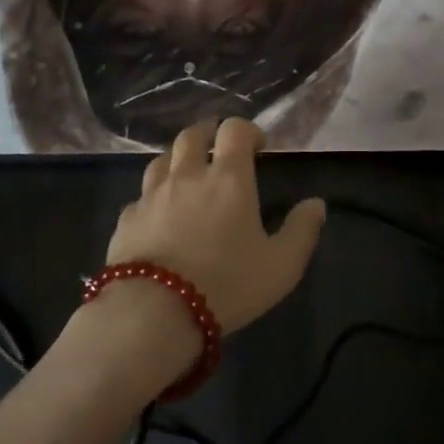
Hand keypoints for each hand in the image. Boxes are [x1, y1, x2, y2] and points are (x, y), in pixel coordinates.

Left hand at [107, 118, 325, 333]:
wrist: (152, 313)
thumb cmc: (226, 285)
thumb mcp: (281, 266)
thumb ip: (302, 231)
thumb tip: (316, 204)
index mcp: (228, 179)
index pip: (235, 130)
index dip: (247, 130)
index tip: (258, 147)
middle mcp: (187, 176)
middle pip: (192, 135)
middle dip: (208, 133)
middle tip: (219, 149)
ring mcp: (151, 195)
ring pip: (162, 159)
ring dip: (178, 159)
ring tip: (187, 176)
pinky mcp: (126, 219)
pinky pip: (141, 196)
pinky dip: (153, 197)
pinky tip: (159, 216)